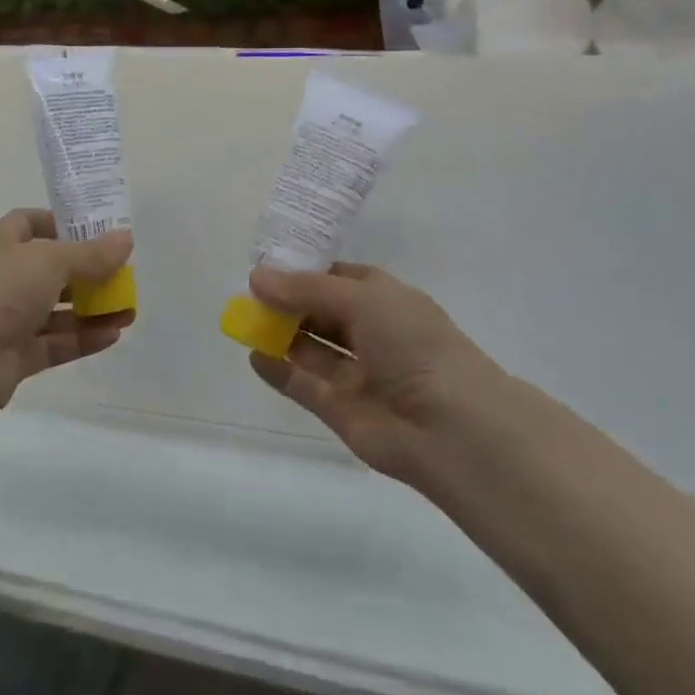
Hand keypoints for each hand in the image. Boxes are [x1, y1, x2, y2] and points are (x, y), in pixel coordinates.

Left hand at [0, 209, 134, 415]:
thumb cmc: (0, 290)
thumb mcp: (51, 260)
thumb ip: (91, 254)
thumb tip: (126, 239)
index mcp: (2, 246)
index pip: (29, 224)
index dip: (61, 225)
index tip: (95, 232)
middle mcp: (3, 279)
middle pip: (50, 271)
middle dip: (87, 274)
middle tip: (121, 277)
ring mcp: (8, 320)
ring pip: (56, 311)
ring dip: (91, 310)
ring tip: (128, 311)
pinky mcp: (15, 356)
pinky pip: (55, 344)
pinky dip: (83, 338)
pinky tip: (114, 335)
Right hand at [246, 262, 508, 486]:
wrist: (450, 427)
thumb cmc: (412, 345)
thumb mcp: (361, 299)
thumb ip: (305, 289)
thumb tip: (257, 277)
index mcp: (386, 299)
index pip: (339, 277)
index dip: (305, 271)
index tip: (267, 267)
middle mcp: (372, 333)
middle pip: (321, 312)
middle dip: (287, 302)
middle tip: (248, 294)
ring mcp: (357, 373)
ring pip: (312, 349)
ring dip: (281, 334)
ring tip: (243, 320)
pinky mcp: (341, 409)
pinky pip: (303, 384)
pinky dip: (278, 371)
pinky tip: (253, 356)